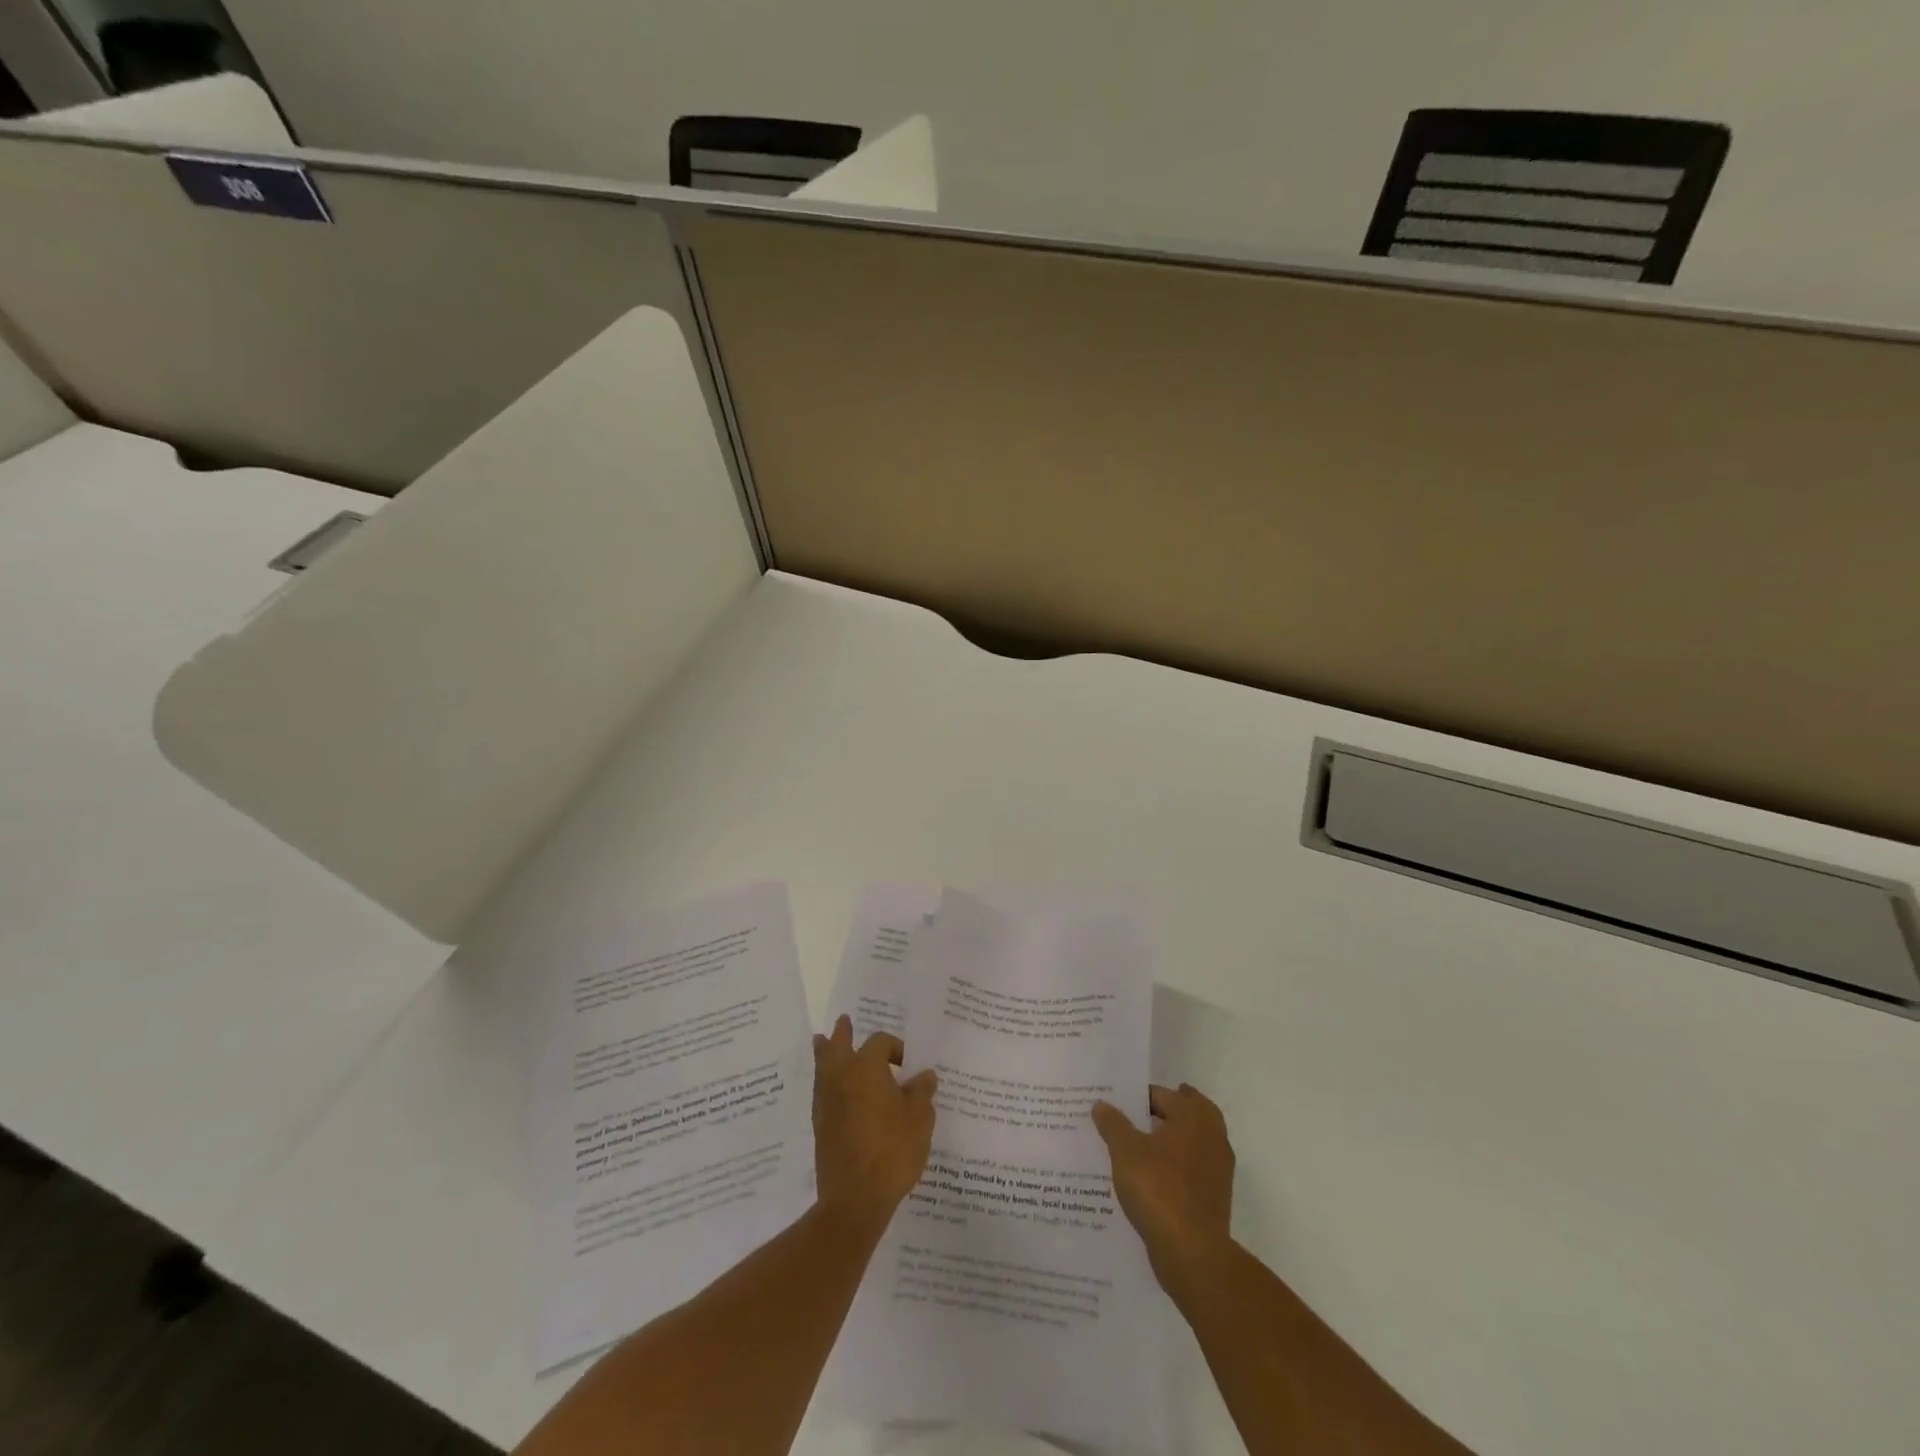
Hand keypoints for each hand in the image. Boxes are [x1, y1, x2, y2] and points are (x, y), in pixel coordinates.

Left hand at [812, 1016, 937, 1232]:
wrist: (855, 1198)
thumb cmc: (893, 1150)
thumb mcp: (920, 1119)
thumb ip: (922, 1093)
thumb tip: (924, 1076)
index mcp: (867, 1067)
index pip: (879, 1043)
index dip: (895, 1048)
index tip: (908, 1065)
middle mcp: (841, 1077)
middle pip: (837, 1045)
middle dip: (842, 1033)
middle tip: (843, 1022)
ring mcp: (826, 1102)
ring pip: (823, 1067)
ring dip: (826, 1053)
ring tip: (823, 1043)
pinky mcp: (820, 1127)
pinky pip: (821, 1092)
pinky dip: (826, 1083)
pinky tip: (835, 1091)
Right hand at [1092, 1083, 1235, 1300]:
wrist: (1193, 1254)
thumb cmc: (1159, 1190)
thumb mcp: (1125, 1151)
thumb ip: (1113, 1124)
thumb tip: (1101, 1103)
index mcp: (1193, 1118)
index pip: (1165, 1095)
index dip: (1140, 1096)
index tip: (1119, 1101)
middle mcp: (1212, 1137)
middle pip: (1191, 1111)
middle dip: (1168, 1109)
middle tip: (1140, 1110)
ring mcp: (1218, 1169)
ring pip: (1195, 1140)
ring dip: (1175, 1137)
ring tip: (1144, 1142)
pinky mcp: (1216, 1196)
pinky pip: (1195, 1167)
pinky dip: (1179, 1163)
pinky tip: (1155, 1174)